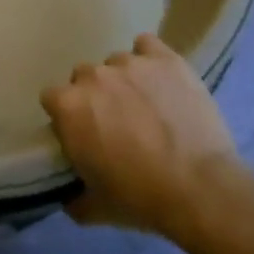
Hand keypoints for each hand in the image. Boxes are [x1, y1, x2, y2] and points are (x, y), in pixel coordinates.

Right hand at [41, 34, 239, 236]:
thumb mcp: (96, 208)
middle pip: (83, 76)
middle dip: (94, 95)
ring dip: (124, 80)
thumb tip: (68, 196)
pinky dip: (149, 58)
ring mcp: (130, 63)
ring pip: (116, 62)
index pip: (52, 98)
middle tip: (116, 122)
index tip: (81, 134)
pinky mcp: (165, 59)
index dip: (66, 116)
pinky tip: (159, 78)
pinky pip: (147, 45)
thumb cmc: (140, 198)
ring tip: (146, 104)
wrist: (200, 189)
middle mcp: (93, 76)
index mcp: (68, 106)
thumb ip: (73, 197)